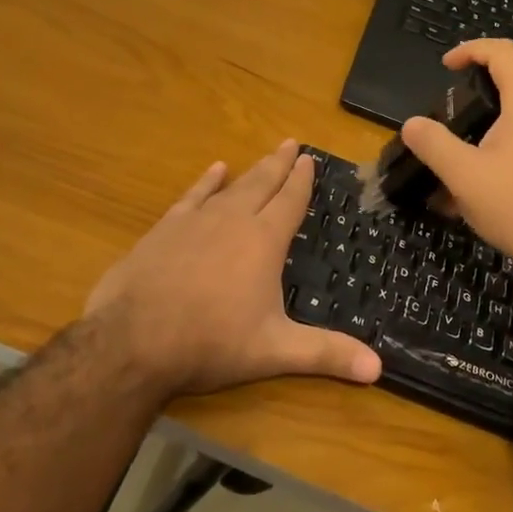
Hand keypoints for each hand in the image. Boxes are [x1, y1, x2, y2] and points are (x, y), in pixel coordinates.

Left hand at [82, 140, 382, 398]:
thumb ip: (325, 354)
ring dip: (250, 171)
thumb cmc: (211, 342)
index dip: (301, 180)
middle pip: (262, 184)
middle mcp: (233, 220)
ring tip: (264, 156)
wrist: (134, 339)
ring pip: (231, 187)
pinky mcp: (165, 229)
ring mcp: (196, 221)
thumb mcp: (274, 351)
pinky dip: (206, 182)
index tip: (309, 158)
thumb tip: (378, 368)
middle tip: (291, 143)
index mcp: (264, 241)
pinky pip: (193, 195)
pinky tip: (215, 170)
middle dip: (279, 164)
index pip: (290, 201)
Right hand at [400, 40, 512, 290]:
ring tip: (457, 161)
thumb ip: (433, 144)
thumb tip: (412, 124)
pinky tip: (479, 189)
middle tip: (447, 118)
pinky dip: (499, 152)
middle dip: (474, 95)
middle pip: (512, 85)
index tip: (446, 66)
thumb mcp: (463, 175)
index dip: (471, 49)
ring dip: (484, 130)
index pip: (503, 53)